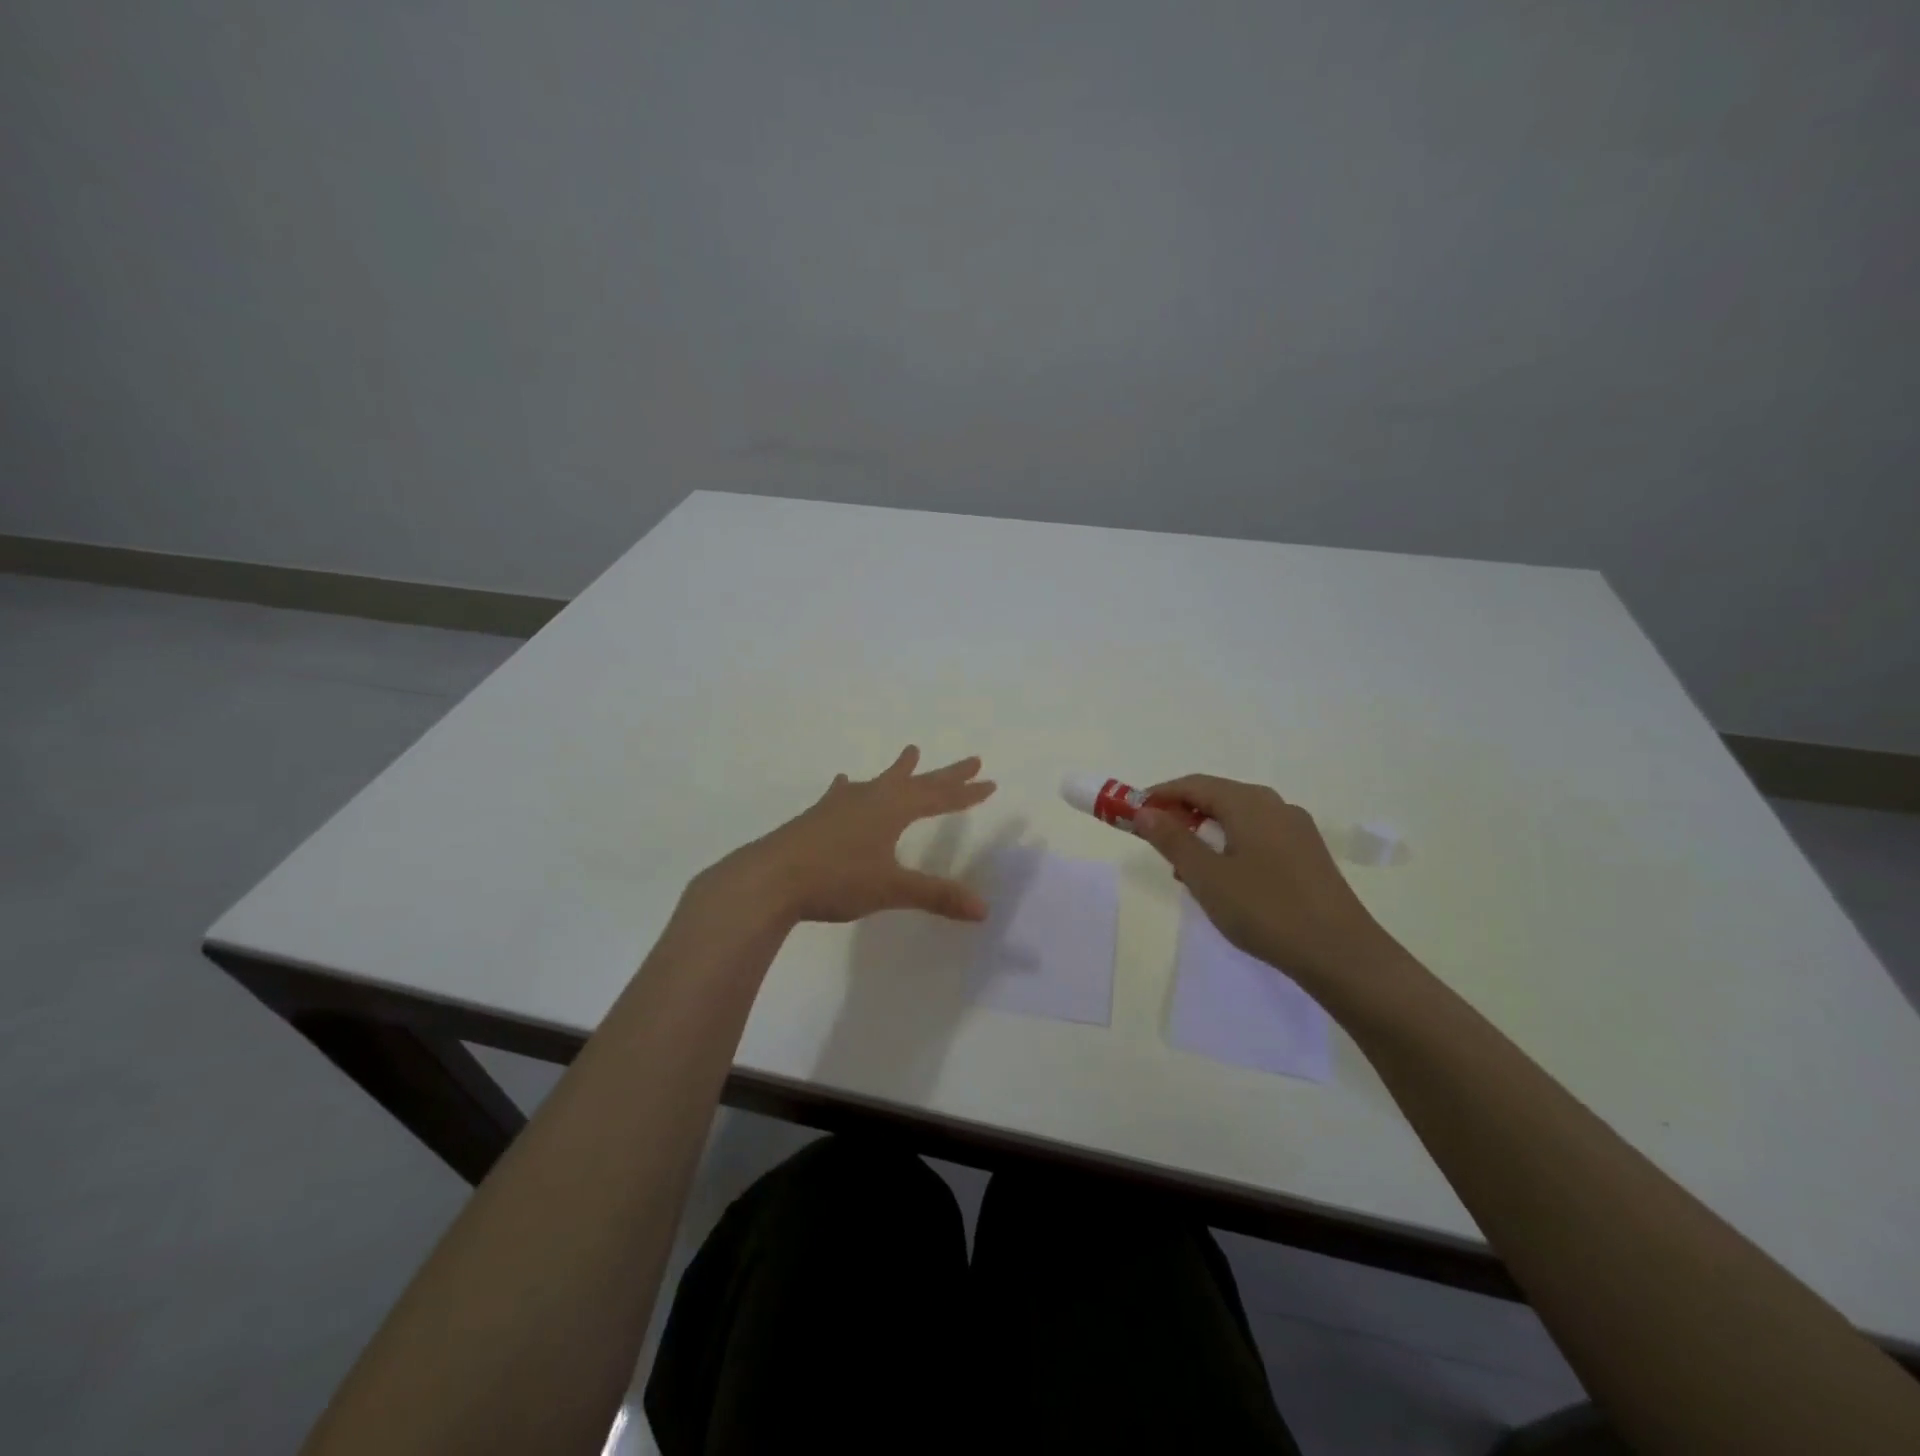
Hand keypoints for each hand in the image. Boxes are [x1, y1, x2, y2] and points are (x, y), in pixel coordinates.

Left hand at [707, 746, 997, 924]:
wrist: (770, 879)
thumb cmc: (837, 879)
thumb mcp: (892, 888)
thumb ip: (936, 896)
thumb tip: (983, 909)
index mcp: (892, 809)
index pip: (938, 797)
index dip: (965, 792)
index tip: (988, 782)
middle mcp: (870, 798)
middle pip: (915, 782)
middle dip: (945, 775)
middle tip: (971, 760)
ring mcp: (840, 805)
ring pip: (879, 781)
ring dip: (899, 770)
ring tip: (911, 752)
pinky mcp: (817, 817)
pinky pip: (843, 794)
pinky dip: (851, 787)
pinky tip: (844, 782)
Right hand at [1135, 774, 1397, 981]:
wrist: (1341, 953)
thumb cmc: (1265, 910)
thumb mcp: (1206, 876)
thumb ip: (1172, 840)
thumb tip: (1145, 811)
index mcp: (1249, 803)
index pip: (1193, 784)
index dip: (1158, 795)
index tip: (1130, 814)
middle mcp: (1274, 805)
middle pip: (1217, 797)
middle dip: (1181, 814)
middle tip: (1154, 843)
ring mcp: (1296, 829)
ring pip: (1238, 819)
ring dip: (1205, 833)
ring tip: (1185, 869)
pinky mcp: (1308, 854)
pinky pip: (1258, 836)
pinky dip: (1230, 846)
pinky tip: (1224, 880)